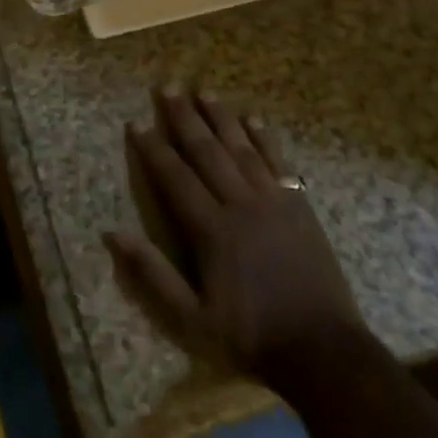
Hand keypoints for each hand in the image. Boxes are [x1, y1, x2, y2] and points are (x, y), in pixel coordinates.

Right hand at [110, 86, 366, 381]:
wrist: (324, 351)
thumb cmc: (252, 336)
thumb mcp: (193, 319)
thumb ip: (154, 274)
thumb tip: (113, 233)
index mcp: (211, 229)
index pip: (174, 177)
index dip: (153, 148)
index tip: (136, 123)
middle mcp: (239, 204)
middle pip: (206, 150)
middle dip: (184, 117)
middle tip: (168, 86)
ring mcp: (272, 200)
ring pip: (240, 147)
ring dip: (220, 117)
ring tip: (204, 90)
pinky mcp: (299, 205)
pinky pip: (277, 161)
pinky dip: (263, 138)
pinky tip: (252, 118)